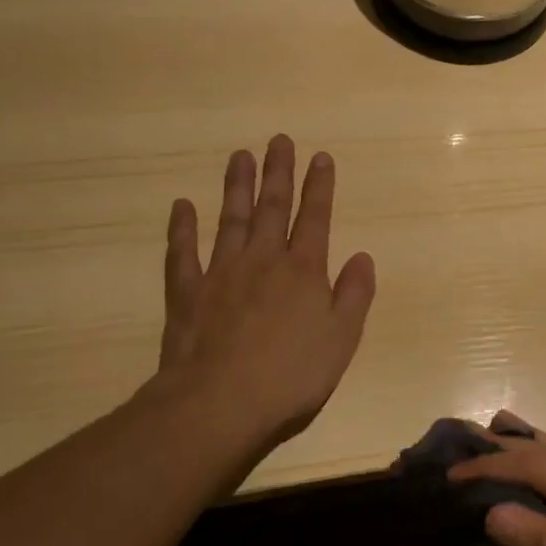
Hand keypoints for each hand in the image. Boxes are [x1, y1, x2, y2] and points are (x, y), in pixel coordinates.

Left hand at [151, 135, 376, 459]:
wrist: (219, 405)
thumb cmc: (291, 375)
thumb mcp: (342, 339)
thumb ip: (355, 294)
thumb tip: (363, 256)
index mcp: (304, 270)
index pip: (315, 218)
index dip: (319, 186)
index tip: (320, 157)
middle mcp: (264, 260)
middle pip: (272, 208)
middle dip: (278, 172)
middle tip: (278, 140)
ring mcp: (221, 273)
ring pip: (230, 220)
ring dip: (237, 187)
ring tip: (240, 156)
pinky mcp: (187, 294)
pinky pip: (183, 254)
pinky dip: (182, 229)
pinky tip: (182, 206)